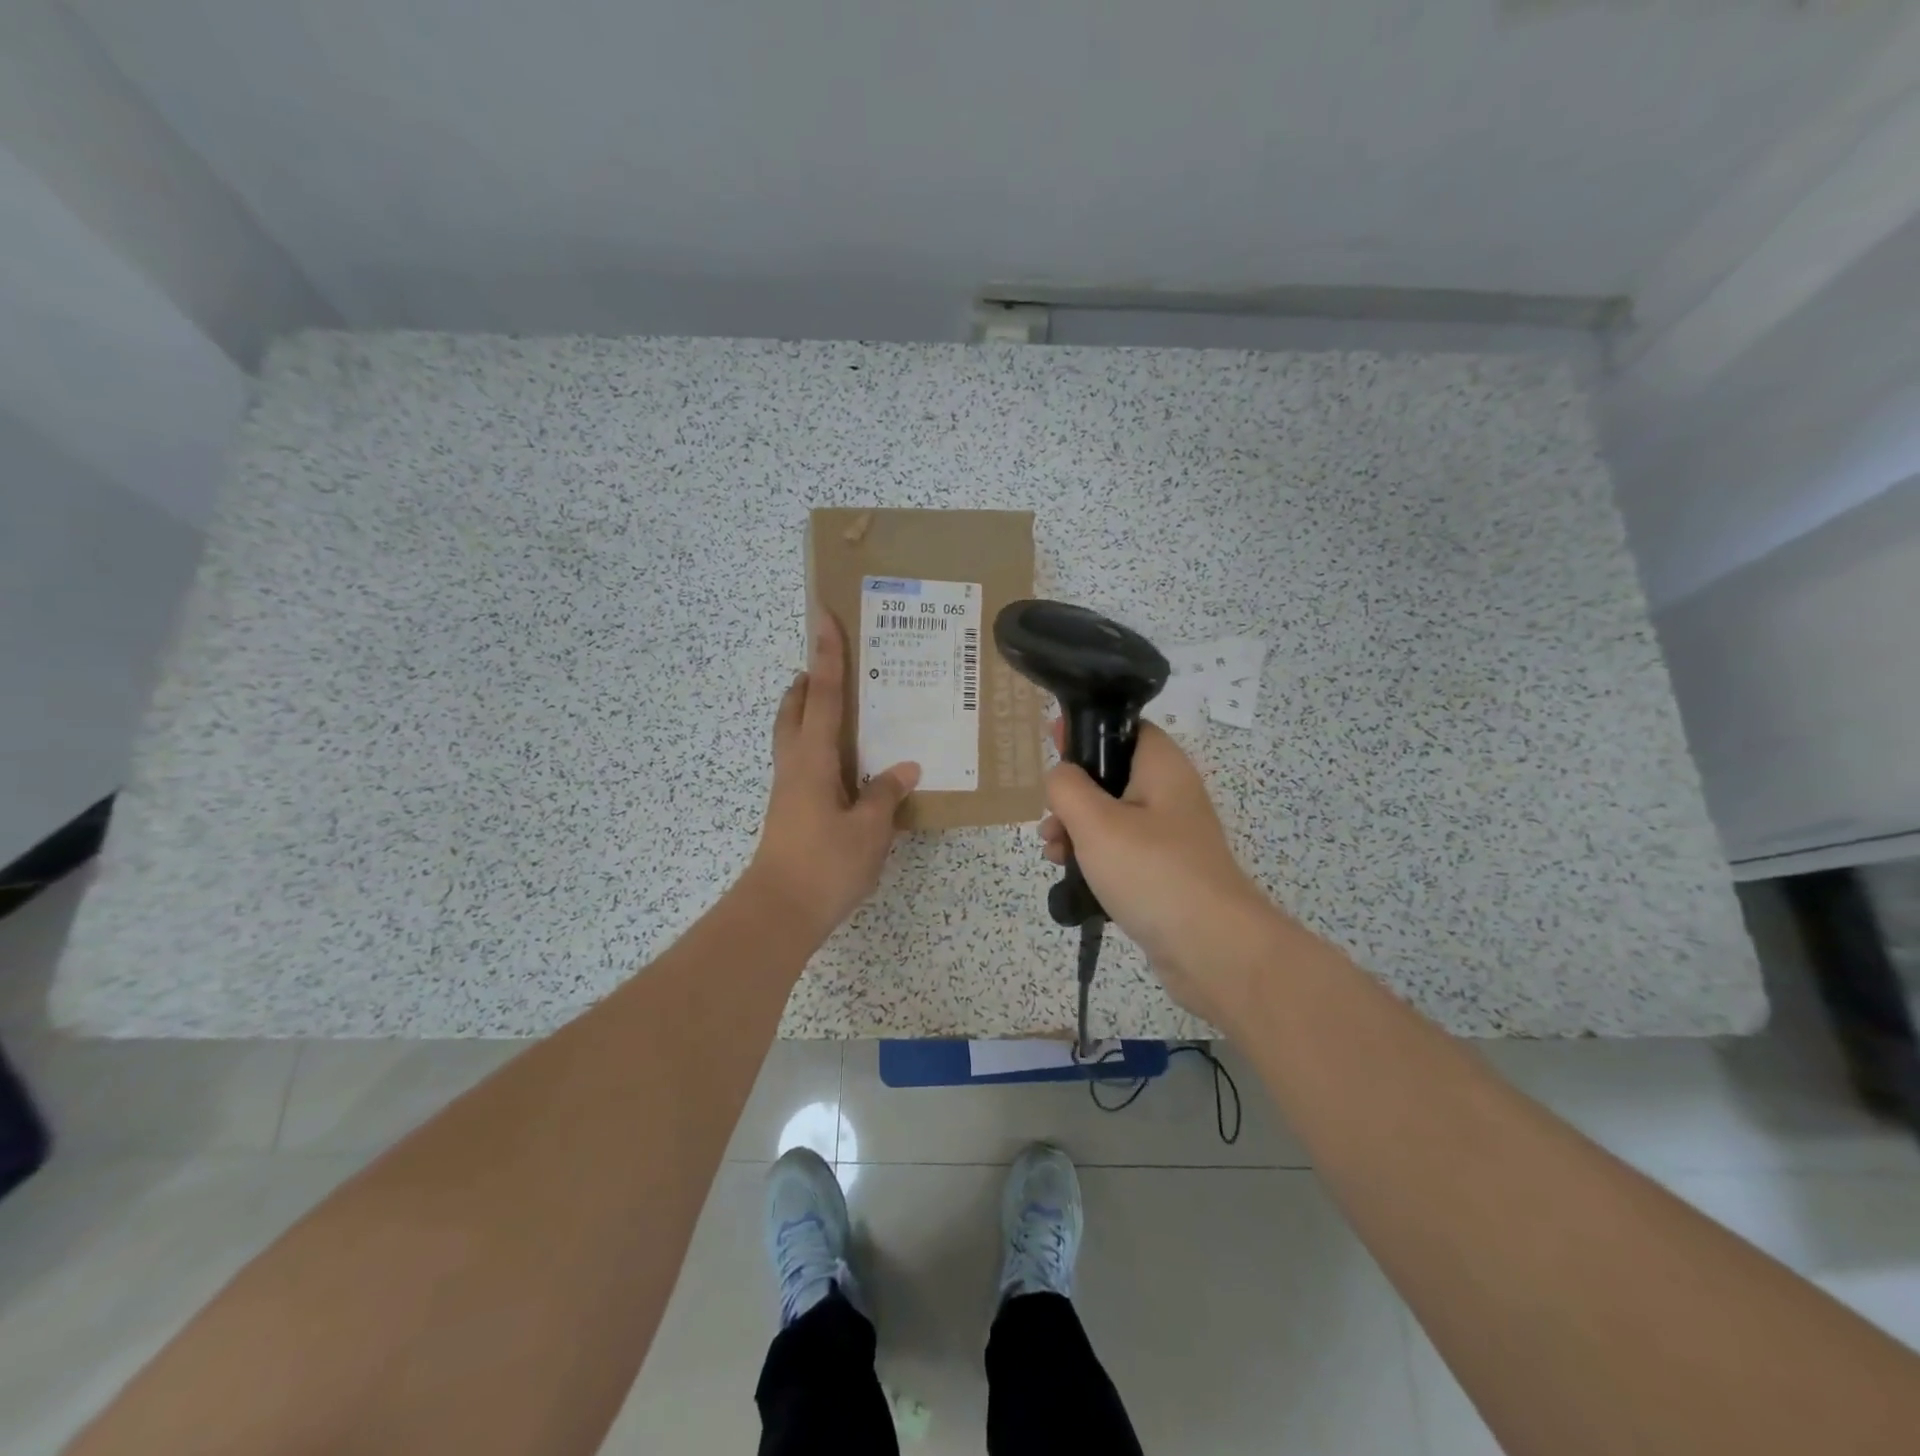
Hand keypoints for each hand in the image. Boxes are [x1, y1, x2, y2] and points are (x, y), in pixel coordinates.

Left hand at [746, 613, 919, 942]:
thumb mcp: (869, 829)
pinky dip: (817, 744)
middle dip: (807, 680)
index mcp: (813, 759)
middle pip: (794, 709)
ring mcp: (787, 788)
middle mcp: (794, 764)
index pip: (822, 695)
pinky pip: (802, 760)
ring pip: (792, 735)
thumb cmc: (825, 865)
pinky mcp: (789, 809)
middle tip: (829, 663)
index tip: (823, 617)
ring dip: (807, 711)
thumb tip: (904, 769)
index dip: (827, 655)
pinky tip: (845, 763)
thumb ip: (885, 794)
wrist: (779, 912)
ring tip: (839, 706)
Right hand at [1039, 720, 1282, 1024]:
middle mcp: (1169, 795)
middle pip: (1112, 776)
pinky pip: (1121, 853)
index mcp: (1162, 768)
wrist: (1212, 949)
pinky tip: (1072, 877)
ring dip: (1076, 830)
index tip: (1052, 740)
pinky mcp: (1164, 873)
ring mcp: (1169, 837)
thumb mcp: (1096, 822)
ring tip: (1052, 853)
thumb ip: (1067, 787)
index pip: (1126, 728)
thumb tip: (1060, 775)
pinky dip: (1094, 859)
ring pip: (1111, 818)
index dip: (1088, 730)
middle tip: (1049, 818)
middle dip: (1072, 794)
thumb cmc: (1152, 872)